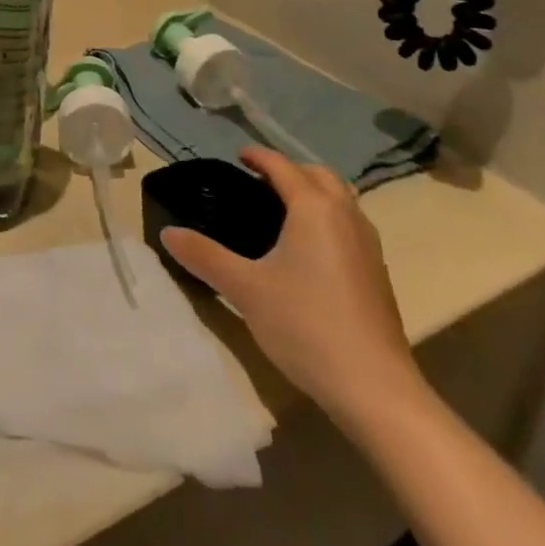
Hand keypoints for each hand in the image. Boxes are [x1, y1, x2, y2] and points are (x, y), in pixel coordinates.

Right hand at [162, 147, 425, 429]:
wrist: (375, 389)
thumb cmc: (305, 325)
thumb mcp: (245, 289)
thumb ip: (204, 256)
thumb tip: (167, 233)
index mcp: (314, 208)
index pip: (282, 166)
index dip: (258, 156)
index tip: (237, 156)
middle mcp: (346, 216)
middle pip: (318, 175)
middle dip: (289, 170)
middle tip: (257, 182)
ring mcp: (368, 245)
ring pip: (340, 199)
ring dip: (313, 193)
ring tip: (281, 211)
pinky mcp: (377, 273)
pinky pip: (349, 225)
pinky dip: (327, 218)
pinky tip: (308, 250)